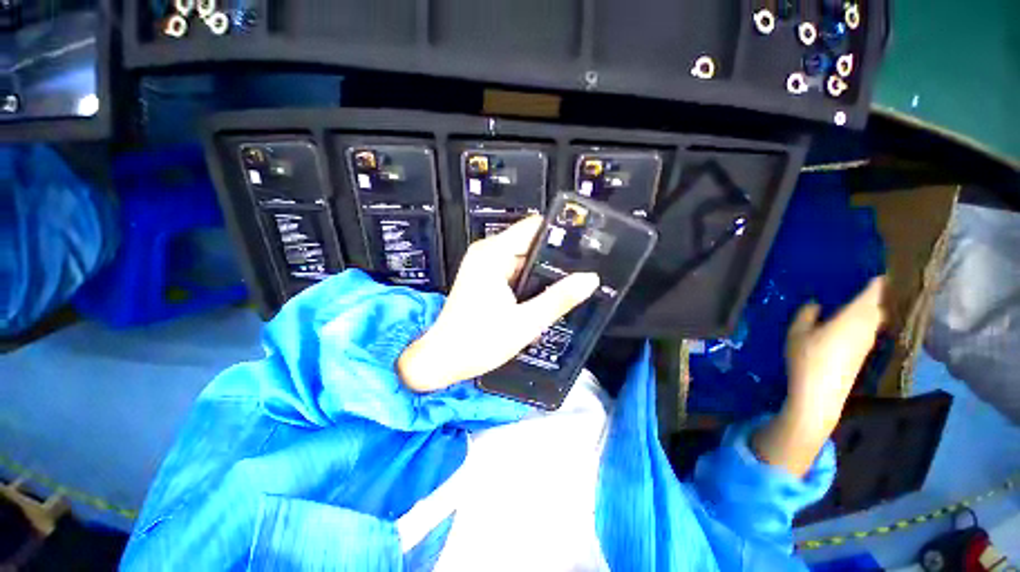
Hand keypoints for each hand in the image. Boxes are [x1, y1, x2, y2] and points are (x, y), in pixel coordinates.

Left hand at [397, 216, 599, 392]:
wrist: (442, 359)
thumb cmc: (479, 342)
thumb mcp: (525, 322)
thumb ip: (559, 299)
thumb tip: (590, 279)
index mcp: (494, 253)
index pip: (534, 227)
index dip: (561, 234)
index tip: (586, 247)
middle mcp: (487, 251)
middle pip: (530, 242)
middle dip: (555, 259)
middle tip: (580, 276)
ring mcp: (484, 263)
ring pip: (523, 258)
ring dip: (542, 273)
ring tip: (566, 289)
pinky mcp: (483, 276)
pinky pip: (513, 269)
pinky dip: (528, 281)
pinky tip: (542, 298)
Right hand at [754, 277, 885, 476]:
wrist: (820, 394)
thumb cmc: (807, 359)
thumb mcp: (797, 332)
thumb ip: (807, 314)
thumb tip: (816, 303)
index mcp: (853, 318)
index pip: (872, 294)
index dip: (875, 282)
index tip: (876, 272)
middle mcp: (866, 328)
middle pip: (876, 307)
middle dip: (872, 296)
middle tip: (859, 287)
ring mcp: (866, 343)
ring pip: (873, 320)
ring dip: (867, 310)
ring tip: (851, 304)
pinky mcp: (862, 355)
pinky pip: (867, 331)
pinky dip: (862, 323)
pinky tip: (846, 325)